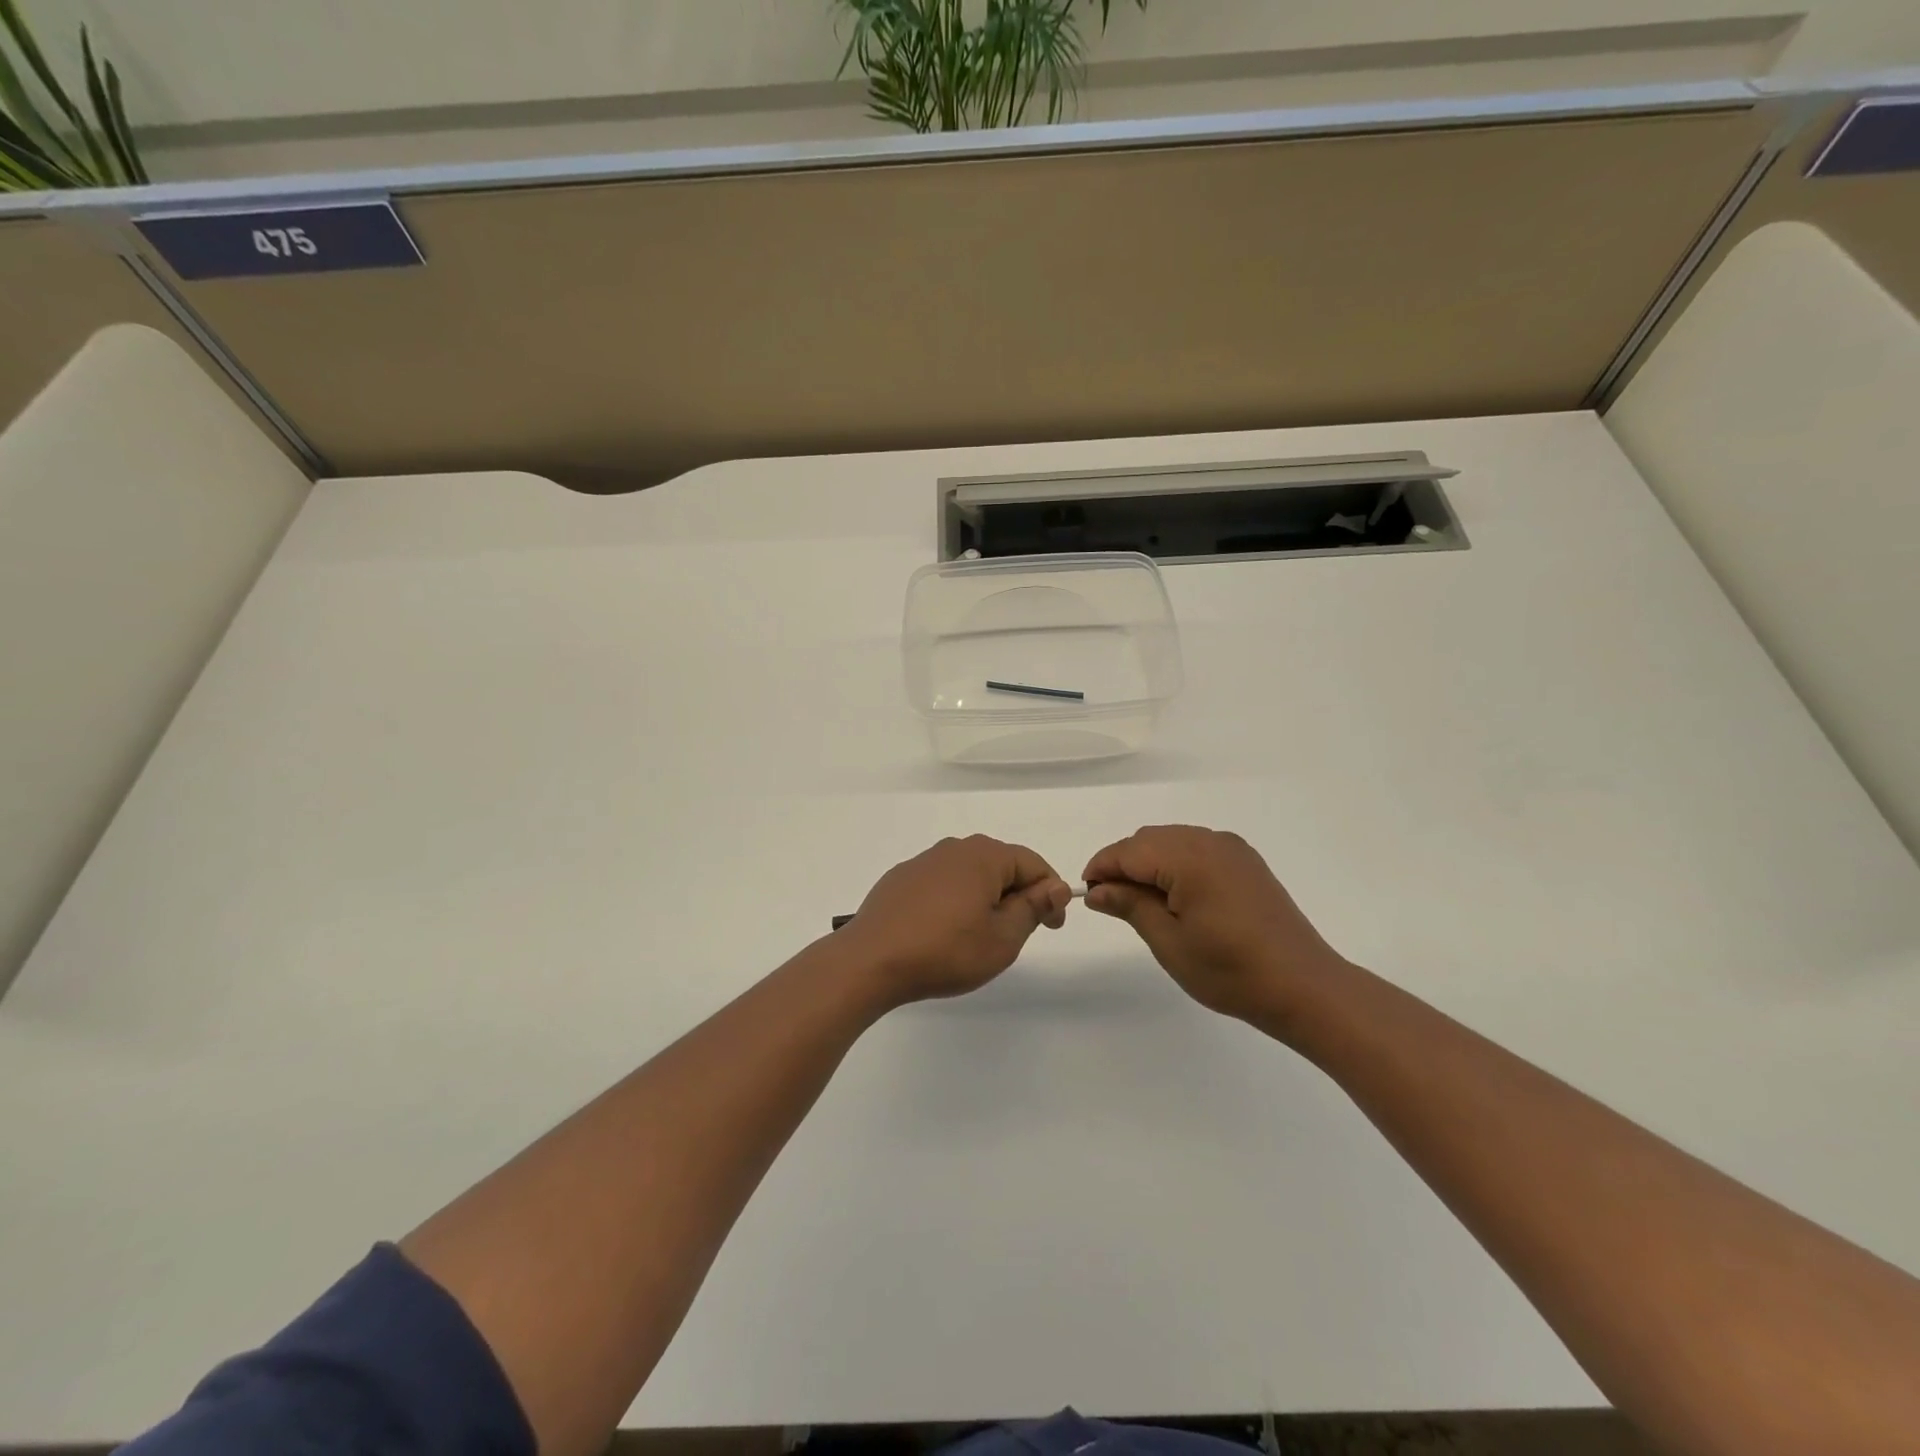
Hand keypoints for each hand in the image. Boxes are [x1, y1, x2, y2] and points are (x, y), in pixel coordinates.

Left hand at [840, 836, 1071, 1006]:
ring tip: (981, 935)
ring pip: (969, 874)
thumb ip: (1032, 908)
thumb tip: (1055, 887)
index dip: (1050, 894)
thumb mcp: (1002, 938)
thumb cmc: (946, 951)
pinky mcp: (900, 879)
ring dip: (984, 898)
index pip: (1032, 864)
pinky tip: (945, 931)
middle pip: (1000, 865)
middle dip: (1017, 895)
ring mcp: (923, 862)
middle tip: (1019, 933)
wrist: (871, 961)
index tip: (1053, 926)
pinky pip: (941, 884)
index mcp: (984, 856)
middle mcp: (954, 848)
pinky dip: (954, 901)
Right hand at [1083, 825, 1348, 1031]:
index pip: (1129, 850)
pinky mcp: (1246, 862)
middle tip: (1112, 903)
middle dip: (1124, 864)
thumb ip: (1130, 906)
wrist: (1304, 987)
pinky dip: (1176, 864)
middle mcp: (1210, 842)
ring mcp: (1232, 849)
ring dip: (1150, 863)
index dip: (1102, 868)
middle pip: (1149, 839)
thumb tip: (1097, 890)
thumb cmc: (1231, 971)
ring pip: (1173, 841)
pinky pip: (1197, 849)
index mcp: (1189, 858)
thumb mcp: (1169, 942)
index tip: (1087, 893)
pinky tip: (1176, 897)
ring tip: (1142, 903)